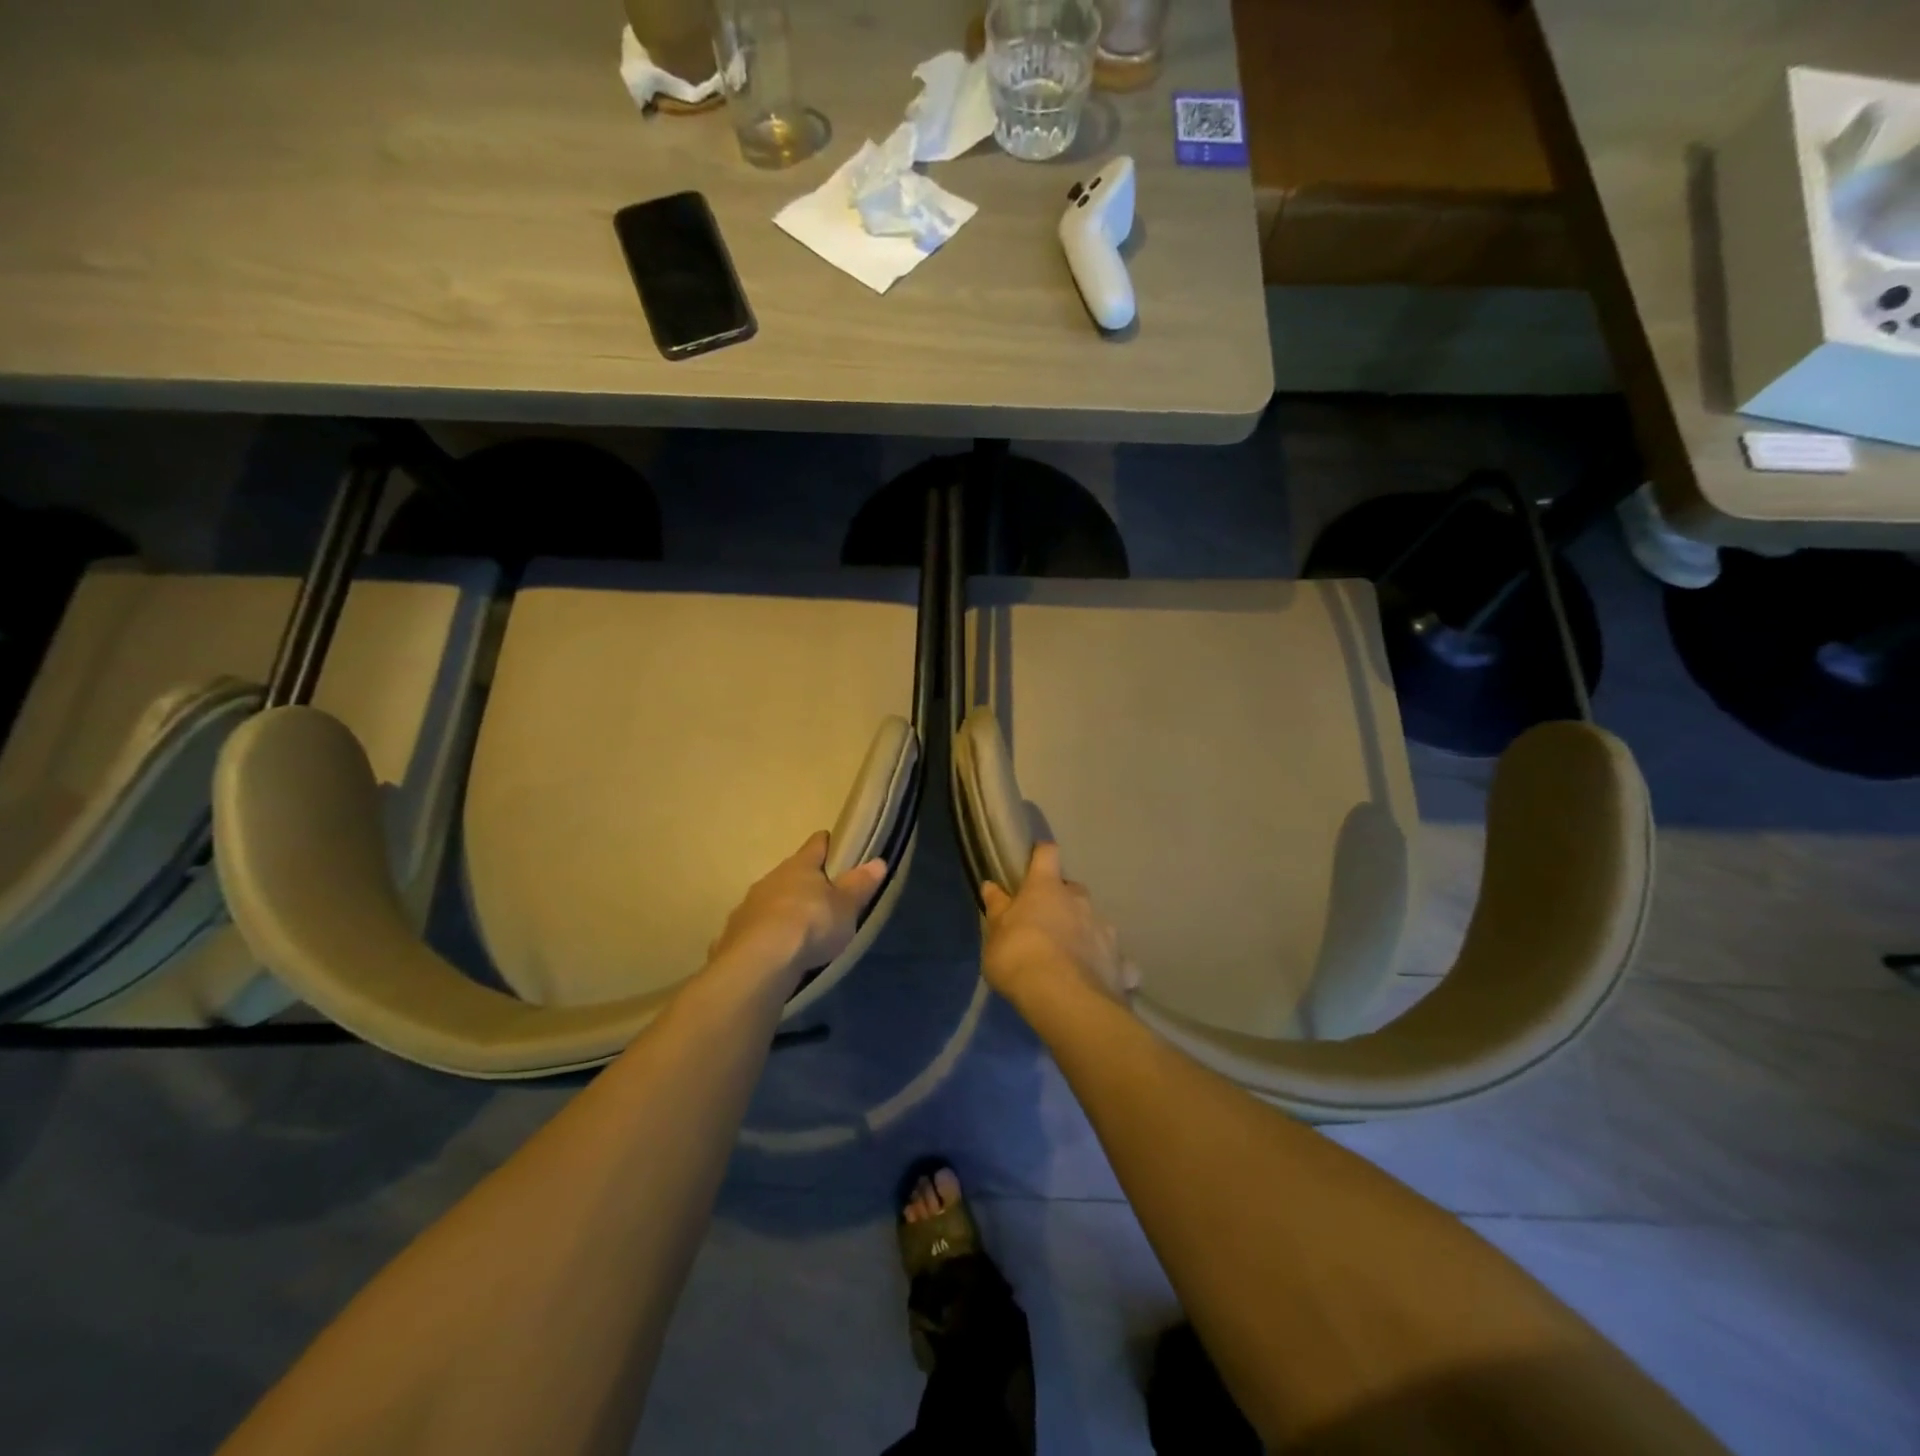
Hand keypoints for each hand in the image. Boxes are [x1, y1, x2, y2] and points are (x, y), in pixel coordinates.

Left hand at [708, 832, 886, 989]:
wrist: (760, 962)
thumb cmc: (811, 924)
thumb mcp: (846, 906)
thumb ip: (860, 884)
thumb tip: (878, 861)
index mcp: (800, 866)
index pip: (816, 843)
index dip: (827, 843)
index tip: (835, 846)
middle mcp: (771, 878)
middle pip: (791, 872)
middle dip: (805, 882)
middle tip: (823, 897)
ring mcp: (748, 905)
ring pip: (770, 899)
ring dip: (782, 909)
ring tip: (798, 928)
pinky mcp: (733, 934)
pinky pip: (753, 928)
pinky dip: (764, 934)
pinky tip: (772, 950)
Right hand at [980, 843, 1137, 1008]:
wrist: (1062, 998)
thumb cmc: (1019, 957)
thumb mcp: (995, 934)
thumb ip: (997, 908)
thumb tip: (990, 885)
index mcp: (1046, 888)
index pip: (1047, 855)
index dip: (1042, 854)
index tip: (1036, 859)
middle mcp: (1080, 901)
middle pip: (1074, 890)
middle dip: (1064, 902)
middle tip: (1048, 923)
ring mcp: (1104, 930)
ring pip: (1095, 922)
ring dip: (1085, 932)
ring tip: (1073, 957)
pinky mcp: (1121, 962)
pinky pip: (1116, 961)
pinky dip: (1109, 966)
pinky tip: (1100, 981)